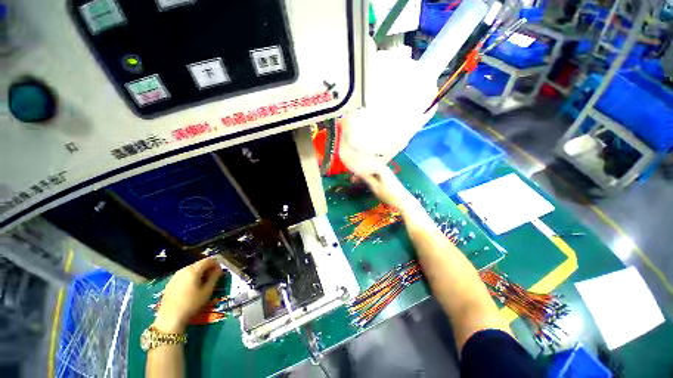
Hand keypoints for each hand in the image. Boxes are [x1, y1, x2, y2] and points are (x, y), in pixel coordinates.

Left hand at [154, 257, 222, 332]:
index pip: (209, 260)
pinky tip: (192, 289)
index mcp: (193, 270)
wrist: (169, 319)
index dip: (217, 264)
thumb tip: (219, 270)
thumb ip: (214, 277)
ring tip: (203, 284)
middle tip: (213, 278)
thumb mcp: (207, 291)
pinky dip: (191, 278)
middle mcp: (184, 270)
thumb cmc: (191, 304)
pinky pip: (184, 276)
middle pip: (200, 264)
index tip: (220, 272)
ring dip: (200, 273)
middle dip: (208, 269)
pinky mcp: (170, 283)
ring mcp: (175, 276)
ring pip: (192, 270)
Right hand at [357, 166, 417, 211]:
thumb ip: (367, 178)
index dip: (357, 170)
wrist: (403, 200)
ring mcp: (385, 171)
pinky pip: (375, 172)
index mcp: (380, 168)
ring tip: (356, 179)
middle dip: (359, 171)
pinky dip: (369, 175)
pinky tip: (365, 179)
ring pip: (371, 169)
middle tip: (352, 178)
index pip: (366, 165)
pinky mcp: (387, 175)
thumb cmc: (389, 194)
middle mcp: (383, 167)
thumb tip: (358, 171)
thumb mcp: (376, 187)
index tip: (351, 176)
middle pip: (368, 166)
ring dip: (364, 173)